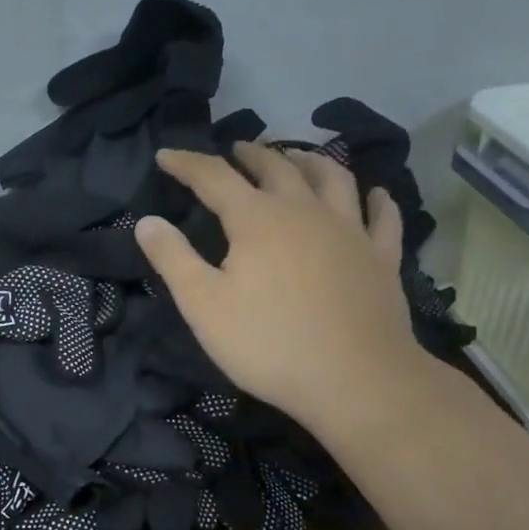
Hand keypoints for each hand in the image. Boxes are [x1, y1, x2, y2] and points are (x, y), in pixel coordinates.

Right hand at [135, 142, 429, 434]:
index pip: (214, 177)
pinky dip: (376, 200)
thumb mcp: (203, 305)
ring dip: (310, 160)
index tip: (165, 155)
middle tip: (235, 149)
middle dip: (250, 154)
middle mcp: (304, 211)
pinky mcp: (381, 258)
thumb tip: (147, 221)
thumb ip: (172, 258)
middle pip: (276, 167)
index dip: (187, 163)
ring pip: (332, 178)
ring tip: (297, 156)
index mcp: (256, 219)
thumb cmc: (267, 343)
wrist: (355, 380)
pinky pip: (382, 218)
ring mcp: (350, 231)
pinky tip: (375, 195)